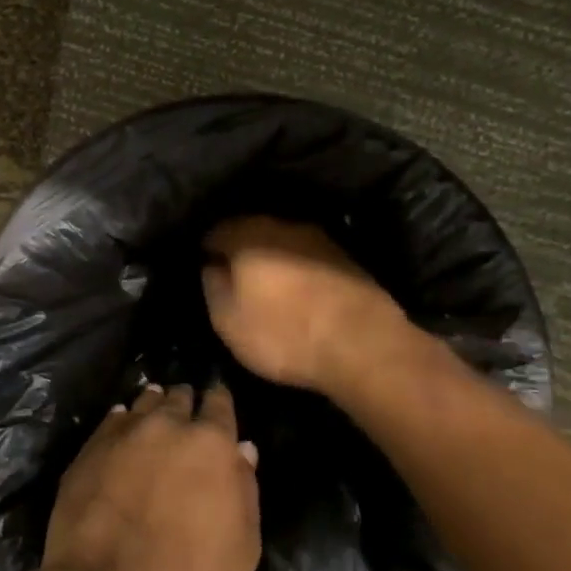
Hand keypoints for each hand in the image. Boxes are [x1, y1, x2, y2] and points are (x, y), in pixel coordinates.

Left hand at [38, 383, 260, 570]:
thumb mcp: (242, 548)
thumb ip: (245, 489)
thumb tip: (242, 450)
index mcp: (211, 442)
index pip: (220, 402)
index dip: (220, 402)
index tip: (218, 403)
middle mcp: (168, 424)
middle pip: (180, 397)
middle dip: (185, 404)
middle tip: (186, 417)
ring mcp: (125, 432)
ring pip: (145, 402)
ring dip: (153, 408)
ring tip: (155, 418)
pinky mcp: (90, 447)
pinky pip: (113, 420)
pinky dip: (122, 423)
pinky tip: (123, 434)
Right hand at [201, 216, 409, 394]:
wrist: (364, 344)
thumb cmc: (284, 333)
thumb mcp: (228, 320)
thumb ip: (213, 286)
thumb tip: (212, 265)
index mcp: (247, 235)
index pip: (215, 231)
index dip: (207, 250)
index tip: (205, 268)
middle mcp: (282, 225)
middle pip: (251, 231)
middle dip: (241, 250)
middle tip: (234, 277)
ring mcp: (319, 239)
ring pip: (283, 242)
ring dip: (273, 260)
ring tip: (268, 286)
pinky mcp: (347, 258)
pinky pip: (308, 258)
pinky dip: (299, 270)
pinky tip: (299, 292)